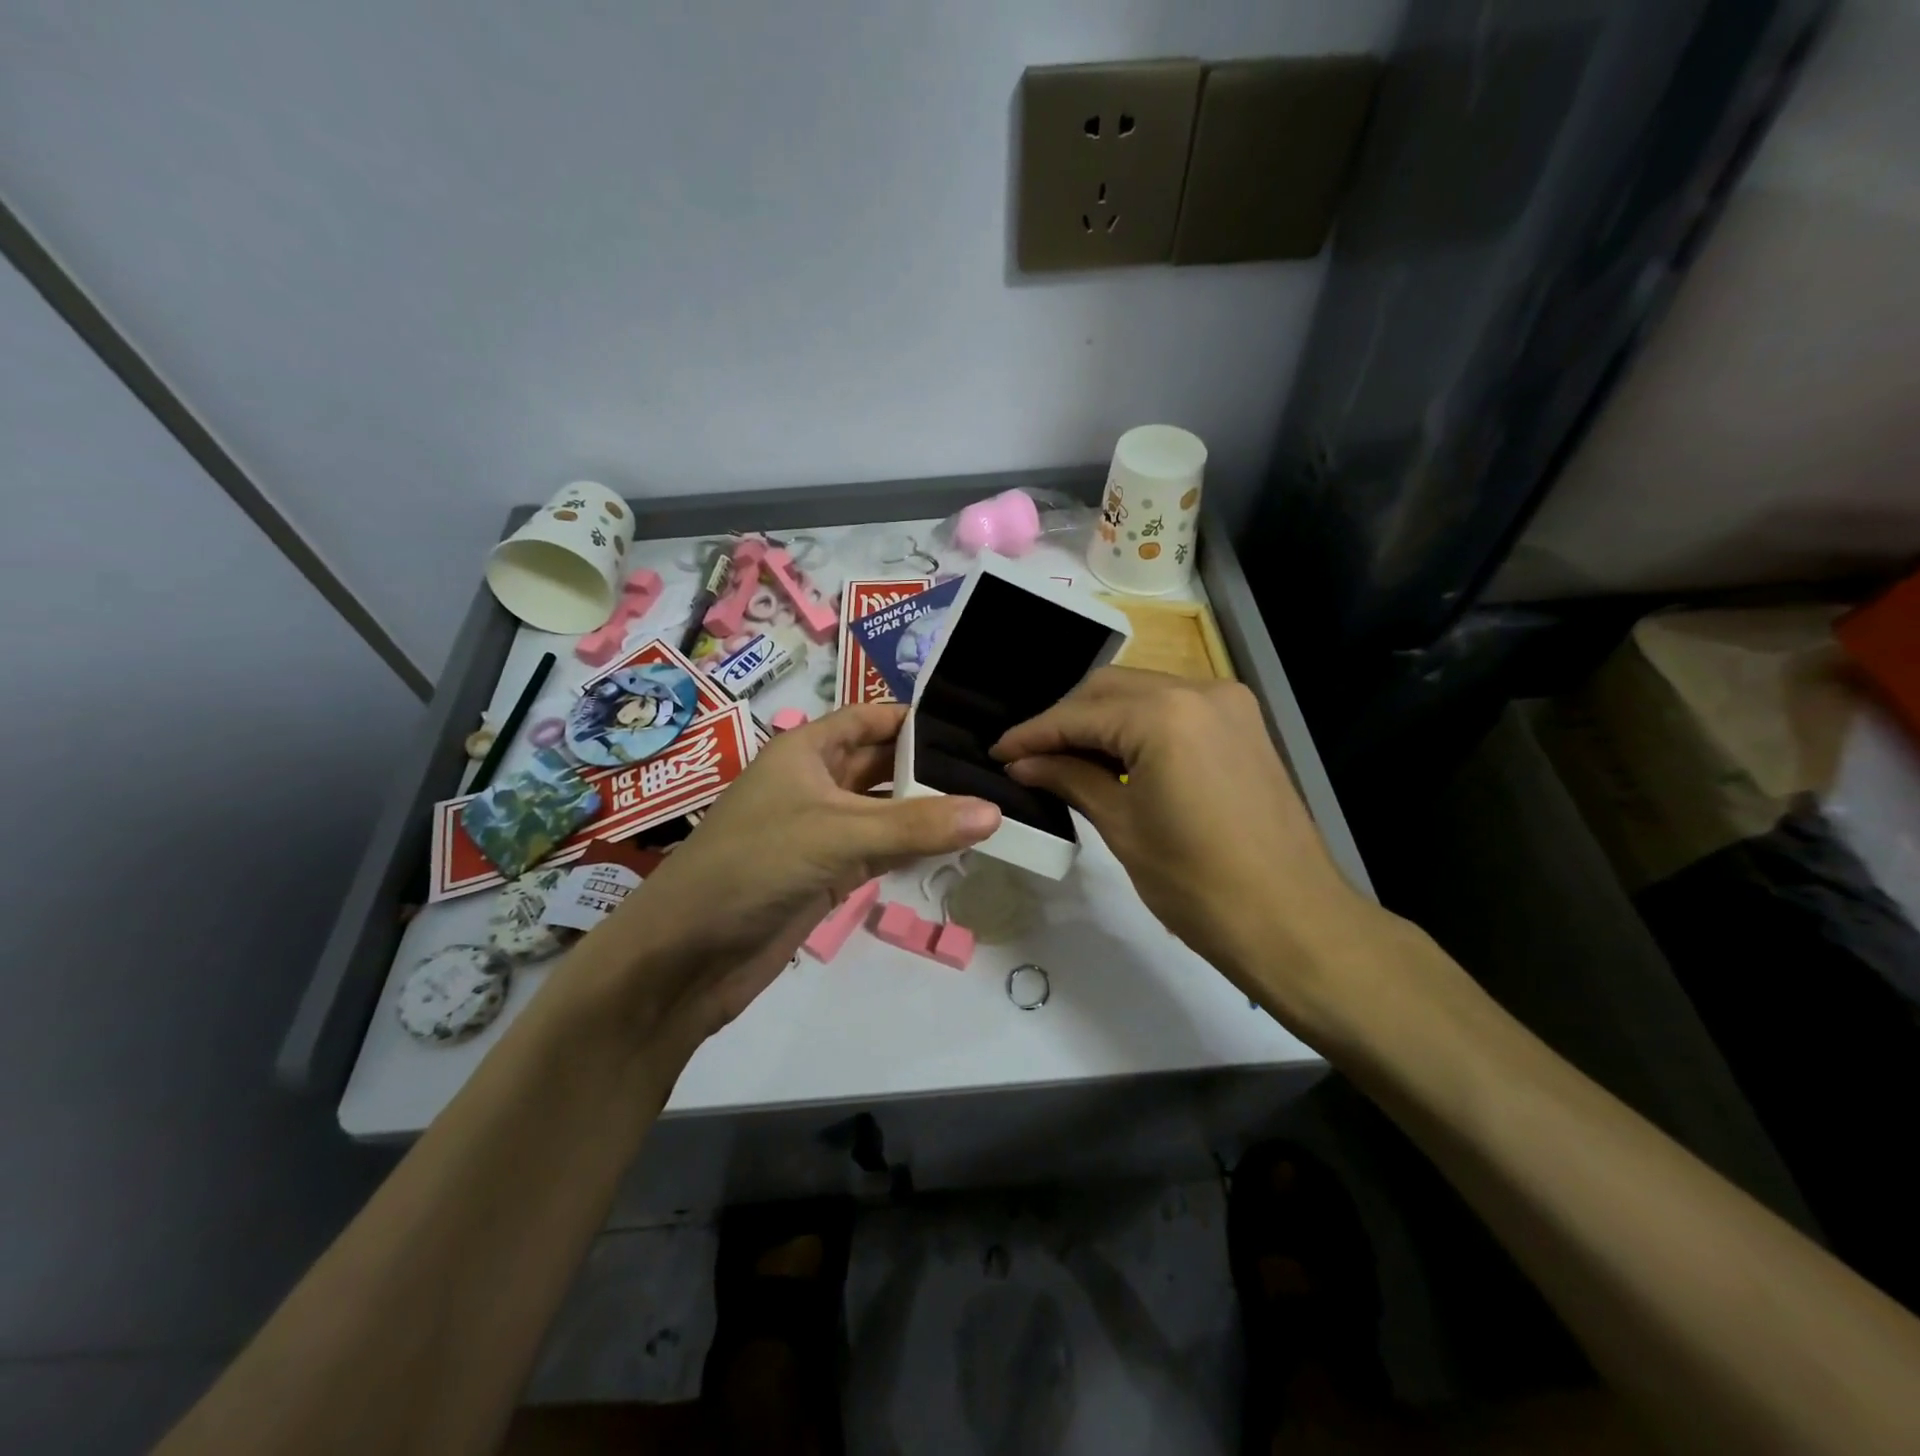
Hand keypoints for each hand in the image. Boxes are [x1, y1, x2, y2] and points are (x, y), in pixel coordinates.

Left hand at [592, 704, 1000, 1044]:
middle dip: (930, 767)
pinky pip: (881, 850)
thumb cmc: (753, 866)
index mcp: (806, 750)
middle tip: (996, 771)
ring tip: (991, 803)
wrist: (687, 955)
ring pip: (885, 810)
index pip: (871, 718)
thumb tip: (993, 811)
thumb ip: (916, 824)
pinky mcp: (827, 874)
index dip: (916, 719)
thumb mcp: (837, 834)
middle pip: (882, 763)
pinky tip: (955, 846)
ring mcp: (822, 831)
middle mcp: (815, 783)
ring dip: (927, 810)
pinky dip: (913, 848)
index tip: (973, 727)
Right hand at [992, 668, 1386, 1019]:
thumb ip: (1070, 779)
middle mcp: (1198, 690)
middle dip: (1064, 719)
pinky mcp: (1244, 724)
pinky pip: (1174, 708)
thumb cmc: (1197, 885)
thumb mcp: (1122, 827)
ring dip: (1100, 719)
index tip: (997, 752)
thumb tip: (1023, 763)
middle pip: (1109, 689)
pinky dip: (1138, 724)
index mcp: (1163, 715)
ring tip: (1064, 757)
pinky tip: (1115, 756)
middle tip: (1028, 756)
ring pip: (1142, 693)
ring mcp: (1228, 703)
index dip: (1032, 734)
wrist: (1293, 921)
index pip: (1079, 715)